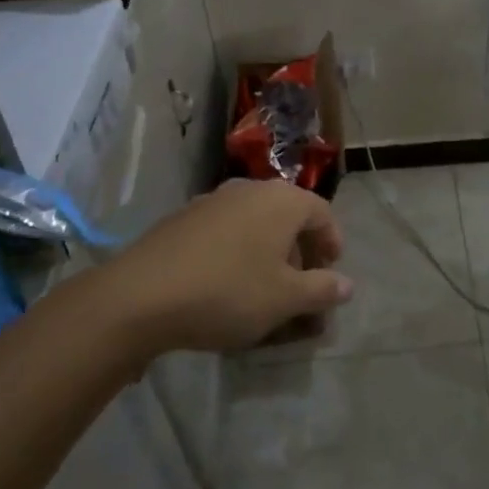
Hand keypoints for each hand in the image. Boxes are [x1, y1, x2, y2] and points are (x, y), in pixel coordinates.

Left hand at [98, 179, 352, 354]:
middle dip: (299, 253)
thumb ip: (322, 290)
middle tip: (300, 288)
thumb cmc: (228, 292)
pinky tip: (226, 285)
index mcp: (282, 201)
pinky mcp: (183, 219)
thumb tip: (347, 284)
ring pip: (255, 225)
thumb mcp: (285, 299)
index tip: (331, 273)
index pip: (322, 213)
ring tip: (264, 291)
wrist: (141, 295)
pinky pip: (225, 232)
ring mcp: (213, 200)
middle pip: (288, 217)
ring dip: (268, 254)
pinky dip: (237, 253)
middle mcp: (250, 190)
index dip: (332, 243)